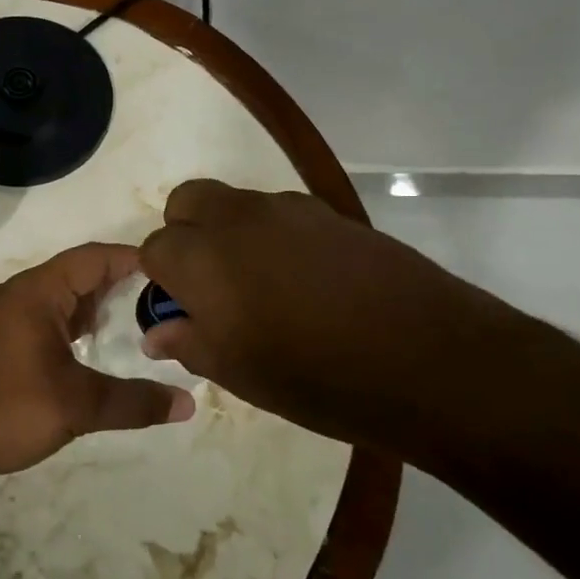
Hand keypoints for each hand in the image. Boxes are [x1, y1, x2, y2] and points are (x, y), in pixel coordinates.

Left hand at [0, 242, 194, 489]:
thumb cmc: (5, 410)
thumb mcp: (78, 406)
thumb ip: (135, 402)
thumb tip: (189, 404)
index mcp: (36, 292)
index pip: (93, 258)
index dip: (132, 259)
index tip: (171, 270)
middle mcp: (16, 294)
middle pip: (76, 275)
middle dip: (118, 284)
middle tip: (162, 300)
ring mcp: (1, 318)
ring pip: (57, 299)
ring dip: (93, 307)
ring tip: (134, 323)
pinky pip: (42, 319)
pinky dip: (71, 326)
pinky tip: (90, 349)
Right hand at [138, 180, 529, 459]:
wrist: (424, 356)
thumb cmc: (315, 376)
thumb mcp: (238, 373)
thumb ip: (189, 343)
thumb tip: (157, 331)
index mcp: (202, 257)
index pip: (154, 248)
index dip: (161, 280)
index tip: (182, 311)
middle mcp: (237, 218)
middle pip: (187, 202)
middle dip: (185, 235)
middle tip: (210, 285)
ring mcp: (287, 209)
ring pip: (235, 204)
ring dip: (230, 233)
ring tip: (263, 287)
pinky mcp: (330, 212)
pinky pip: (280, 212)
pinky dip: (273, 235)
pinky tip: (306, 281)